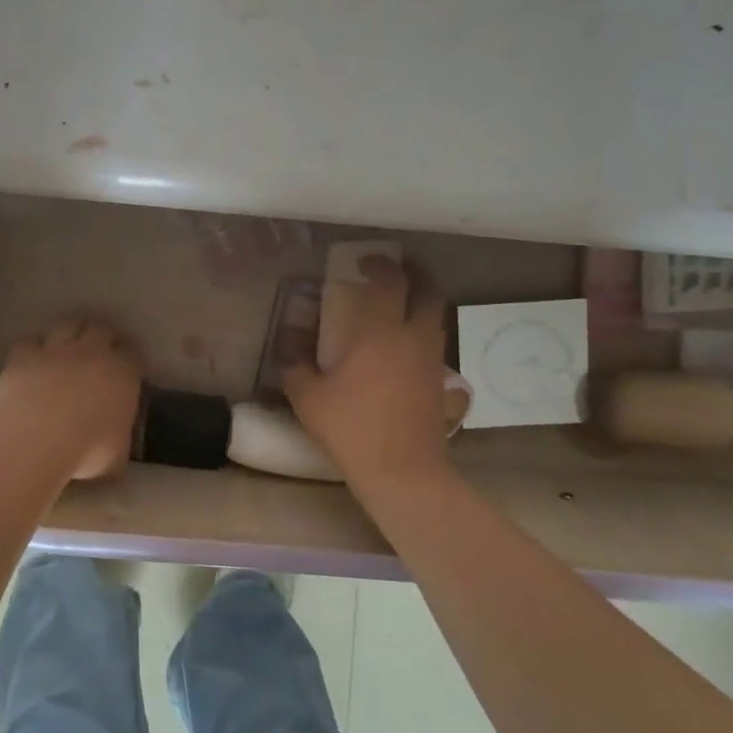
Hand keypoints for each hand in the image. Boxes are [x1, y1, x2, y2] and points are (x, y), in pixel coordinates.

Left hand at [0, 317, 142, 479]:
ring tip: (67, 346)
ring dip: (70, 333)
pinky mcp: (24, 355)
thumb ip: (118, 441)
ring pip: (68, 326)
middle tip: (100, 349)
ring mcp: (56, 350)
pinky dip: (34, 348)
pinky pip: (31, 342)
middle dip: (102, 336)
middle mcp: (92, 353)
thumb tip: (114, 445)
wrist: (38, 436)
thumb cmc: (88, 450)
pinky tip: (32, 359)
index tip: (128, 369)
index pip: (134, 356)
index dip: (131, 360)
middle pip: (101, 329)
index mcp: (123, 374)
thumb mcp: (116, 455)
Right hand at [283, 257, 451, 490]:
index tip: (365, 260)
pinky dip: (422, 333)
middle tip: (396, 272)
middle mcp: (412, 337)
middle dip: (414, 274)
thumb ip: (295, 368)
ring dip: (421, 302)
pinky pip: (434, 344)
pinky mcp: (441, 382)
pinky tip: (403, 349)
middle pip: (428, 290)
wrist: (403, 471)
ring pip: (435, 316)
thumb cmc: (352, 429)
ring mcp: (432, 360)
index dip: (380, 263)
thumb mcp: (308, 399)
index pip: (389, 281)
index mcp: (379, 333)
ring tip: (399, 307)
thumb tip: (291, 352)